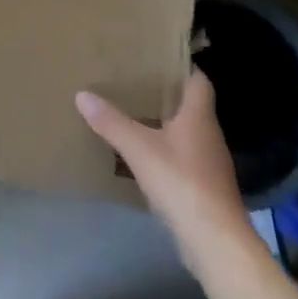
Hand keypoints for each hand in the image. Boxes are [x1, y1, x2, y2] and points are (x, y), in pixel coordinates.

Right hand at [76, 71, 256, 274]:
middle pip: (191, 106)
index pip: (199, 81)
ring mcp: (210, 164)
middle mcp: (209, 135)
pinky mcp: (205, 188)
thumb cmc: (181, 182)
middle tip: (135, 82)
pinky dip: (166, 151)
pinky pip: (184, 158)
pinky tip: (144, 155)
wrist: (215, 241)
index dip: (183, 67)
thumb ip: (110, 121)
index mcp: (199, 117)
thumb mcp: (138, 147)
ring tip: (134, 115)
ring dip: (165, 124)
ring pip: (187, 133)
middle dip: (166, 94)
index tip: (158, 57)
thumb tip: (82, 94)